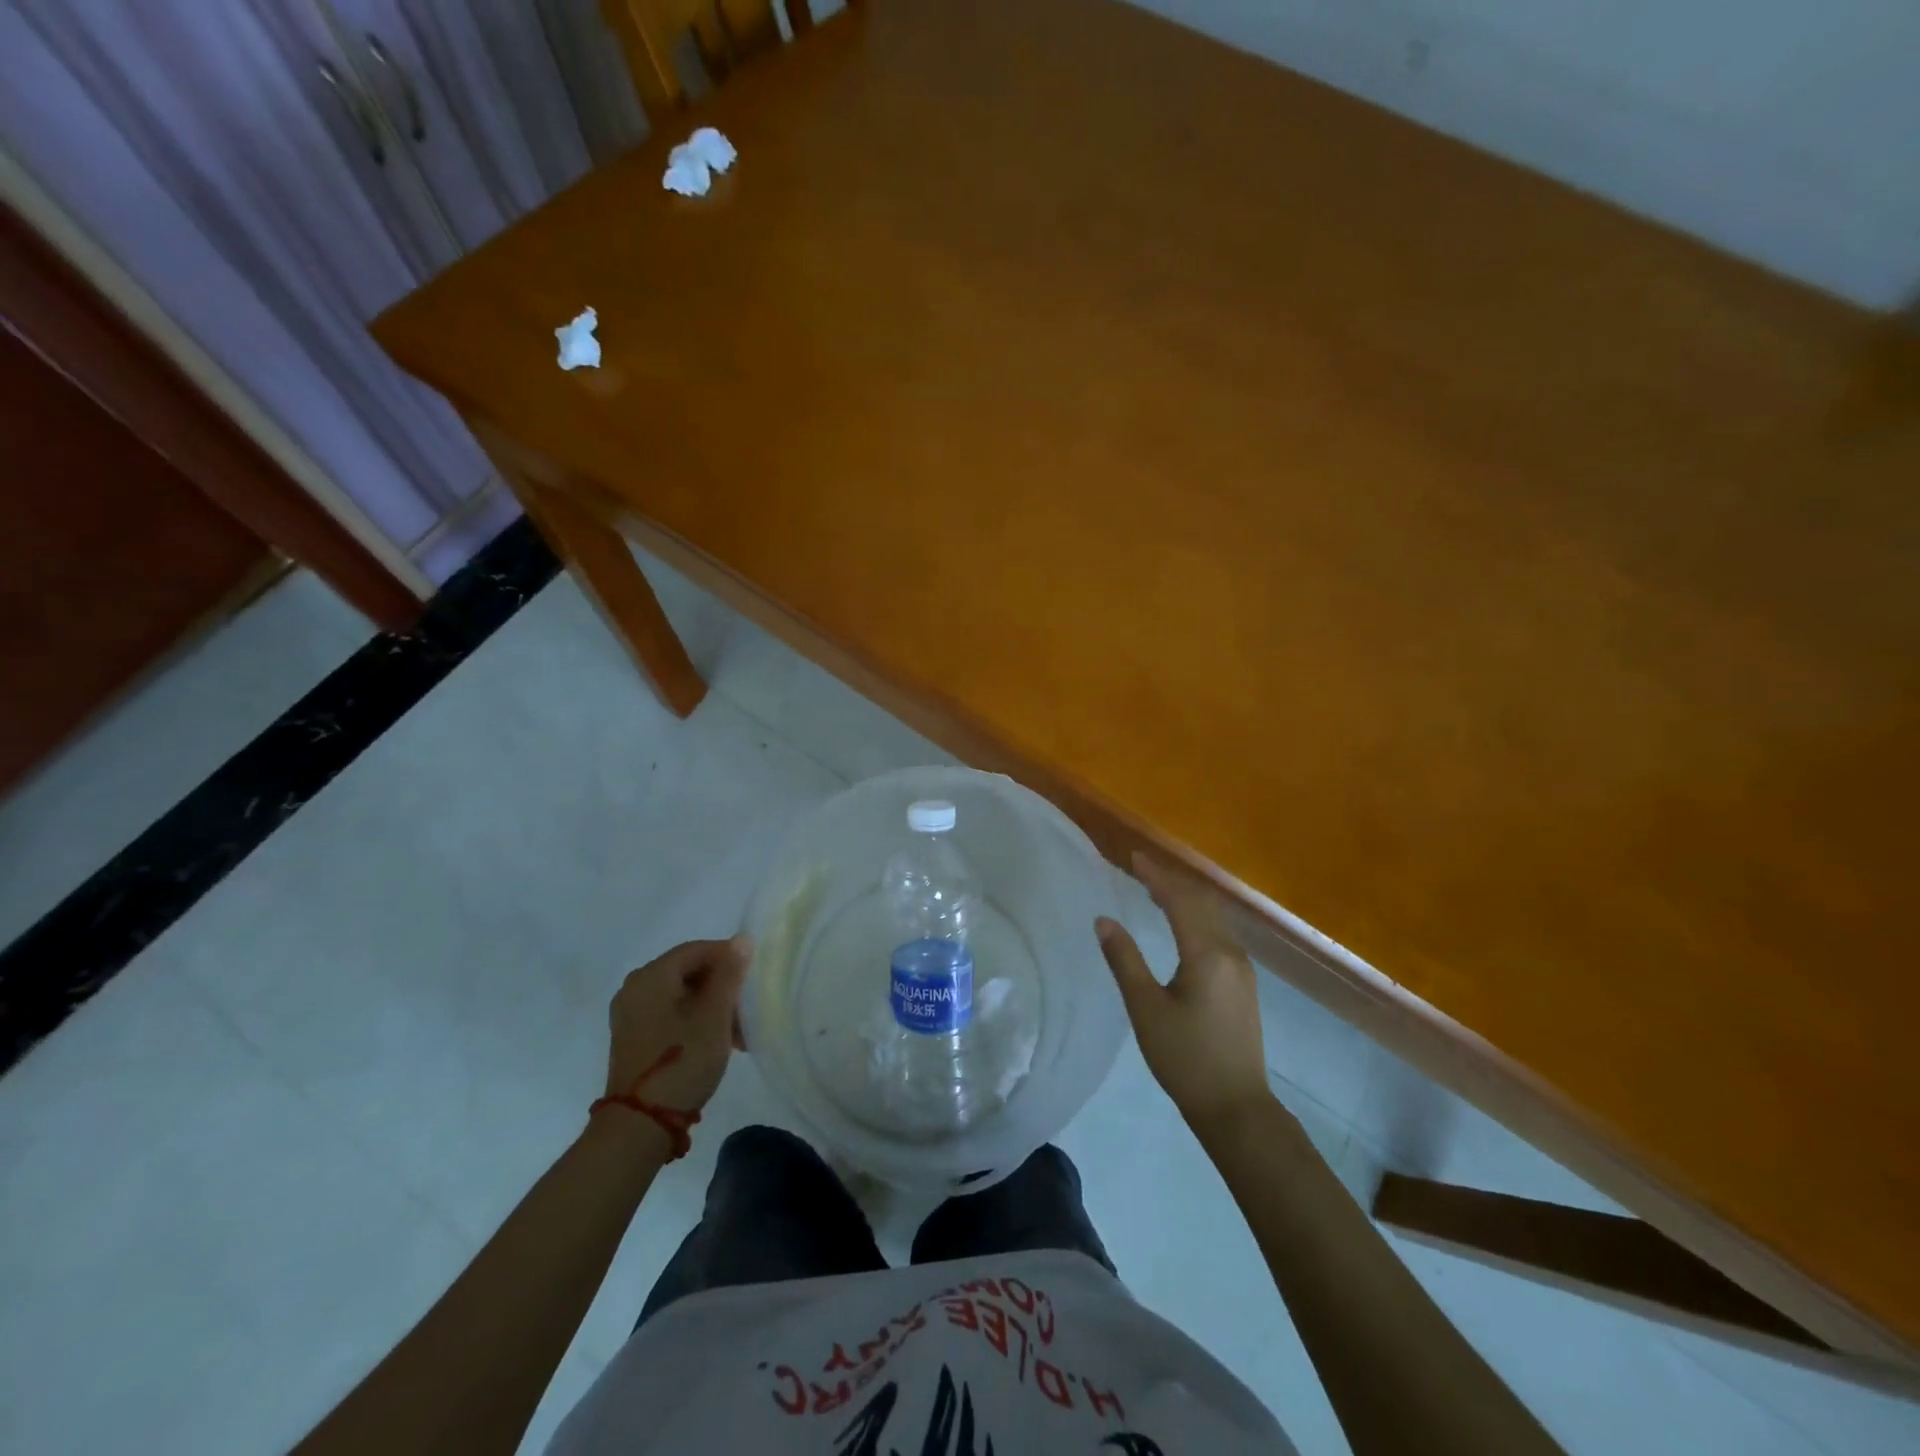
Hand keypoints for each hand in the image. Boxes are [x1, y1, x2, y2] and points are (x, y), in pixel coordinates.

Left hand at [605, 937, 751, 1113]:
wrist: (640, 1125)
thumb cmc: (682, 1061)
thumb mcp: (714, 1015)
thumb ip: (729, 974)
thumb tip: (741, 939)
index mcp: (651, 976)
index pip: (696, 949)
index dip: (728, 958)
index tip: (752, 979)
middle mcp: (635, 989)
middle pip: (689, 972)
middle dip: (723, 988)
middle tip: (747, 1010)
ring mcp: (631, 1016)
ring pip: (682, 996)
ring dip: (713, 1008)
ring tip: (738, 1035)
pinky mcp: (634, 1039)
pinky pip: (671, 1015)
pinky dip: (696, 1022)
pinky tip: (717, 1044)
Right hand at [1096, 855, 1271, 1136]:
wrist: (1236, 1107)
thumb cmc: (1185, 1057)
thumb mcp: (1145, 1008)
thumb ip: (1125, 960)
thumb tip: (1103, 920)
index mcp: (1207, 953)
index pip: (1179, 900)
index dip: (1155, 876)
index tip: (1133, 857)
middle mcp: (1230, 952)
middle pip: (1201, 903)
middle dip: (1172, 882)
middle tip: (1141, 868)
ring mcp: (1242, 968)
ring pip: (1214, 918)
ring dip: (1187, 898)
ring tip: (1158, 890)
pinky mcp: (1244, 984)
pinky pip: (1220, 934)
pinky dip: (1198, 918)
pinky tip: (1185, 925)